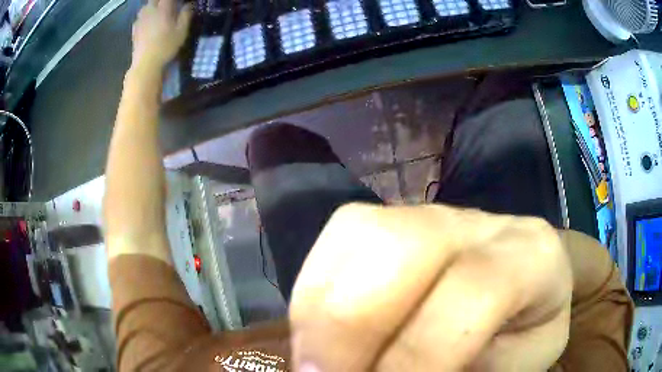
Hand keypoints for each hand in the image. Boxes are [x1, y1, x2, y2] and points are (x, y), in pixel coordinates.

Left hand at [131, 0, 191, 69]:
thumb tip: (188, 5)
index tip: (179, 2)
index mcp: (163, 9)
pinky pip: (139, 17)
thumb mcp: (181, 31)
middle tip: (167, 5)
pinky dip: (144, 16)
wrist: (145, 64)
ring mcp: (140, 20)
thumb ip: (185, 15)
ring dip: (152, 6)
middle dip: (161, 1)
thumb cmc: (166, 47)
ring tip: (157, 11)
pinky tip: (148, 21)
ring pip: (145, 6)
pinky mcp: (134, 30)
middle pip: (155, 0)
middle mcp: (150, 11)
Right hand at [290, 204, 572, 370]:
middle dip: (347, 329)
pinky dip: (314, 287)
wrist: (528, 272)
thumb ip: (477, 369)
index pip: (472, 293)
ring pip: (359, 232)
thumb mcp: (522, 362)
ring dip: (319, 309)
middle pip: (402, 247)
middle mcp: (477, 222)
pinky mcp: (394, 216)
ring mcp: (430, 211)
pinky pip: (340, 235)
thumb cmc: (529, 326)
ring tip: (313, 360)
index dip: (416, 358)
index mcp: (529, 258)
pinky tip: (318, 329)